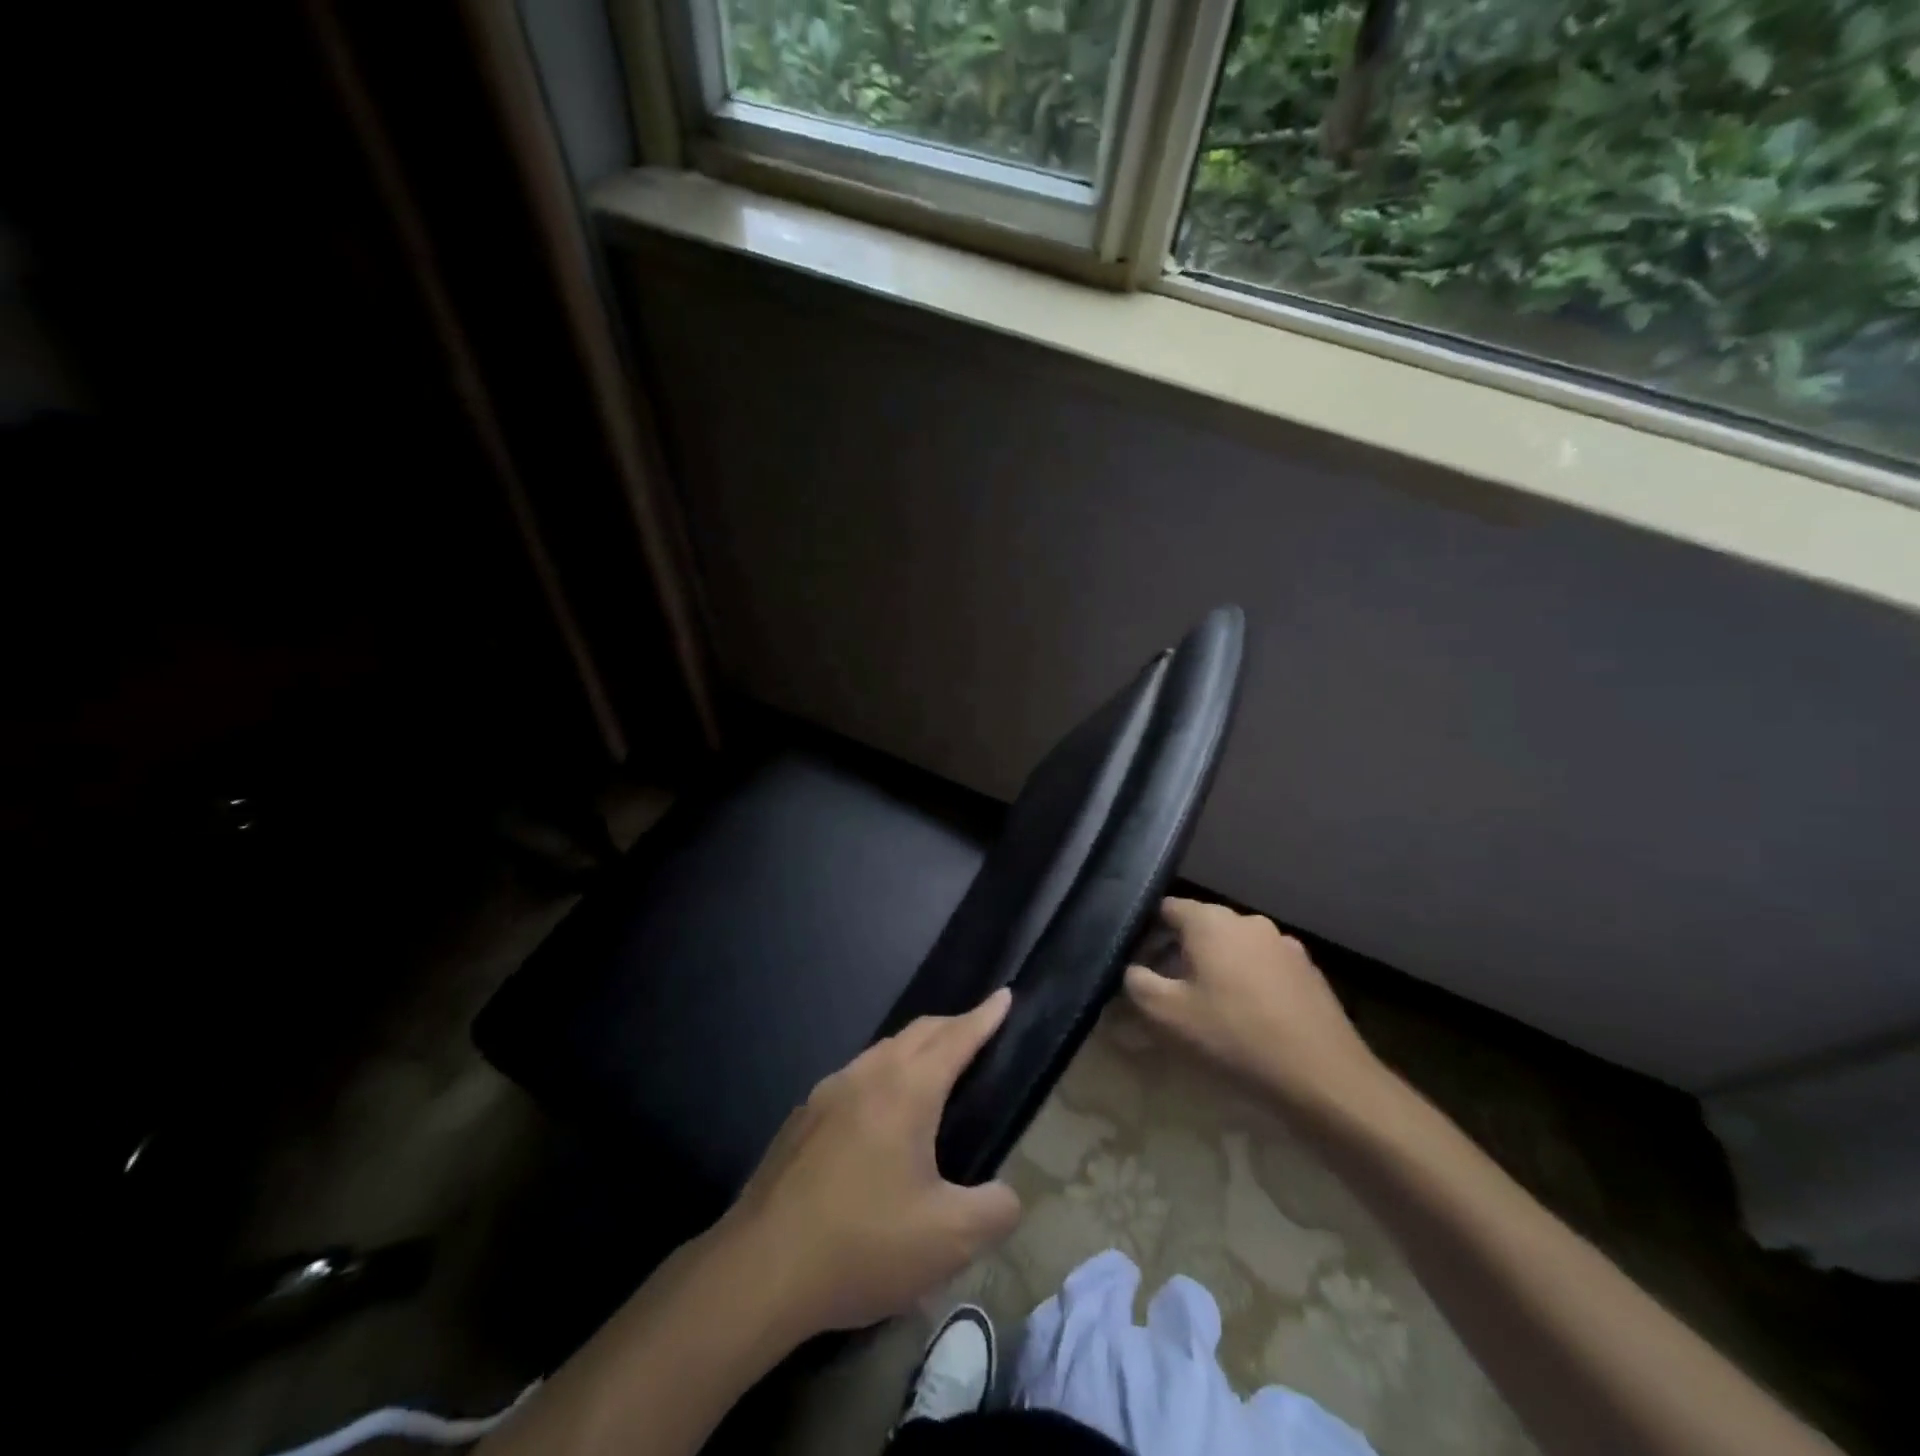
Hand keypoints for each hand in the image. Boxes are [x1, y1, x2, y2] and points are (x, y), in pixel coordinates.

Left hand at [714, 989, 1023, 1337]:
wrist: (760, 1270)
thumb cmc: (862, 1244)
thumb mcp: (948, 1240)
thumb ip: (995, 1211)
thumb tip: (1007, 1195)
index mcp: (907, 1089)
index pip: (956, 1037)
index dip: (985, 1016)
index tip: (1004, 995)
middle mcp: (866, 1075)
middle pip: (918, 1033)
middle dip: (952, 1025)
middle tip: (977, 1032)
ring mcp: (827, 1093)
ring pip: (881, 1052)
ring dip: (914, 1050)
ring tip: (933, 1071)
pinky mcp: (801, 1119)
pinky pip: (854, 1079)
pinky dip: (882, 1077)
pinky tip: (879, 1118)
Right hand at [1125, 898, 1384, 1117]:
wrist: (1324, 1079)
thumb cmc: (1234, 1038)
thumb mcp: (1165, 1015)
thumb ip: (1136, 983)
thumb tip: (1133, 970)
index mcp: (1211, 921)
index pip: (1166, 908)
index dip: (1145, 932)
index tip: (1135, 963)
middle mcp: (1249, 922)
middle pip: (1201, 928)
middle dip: (1179, 953)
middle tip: (1165, 991)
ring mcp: (1284, 946)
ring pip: (1234, 949)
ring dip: (1215, 969)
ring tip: (1206, 1009)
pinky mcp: (1309, 974)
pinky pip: (1263, 969)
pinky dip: (1248, 985)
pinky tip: (1246, 1022)